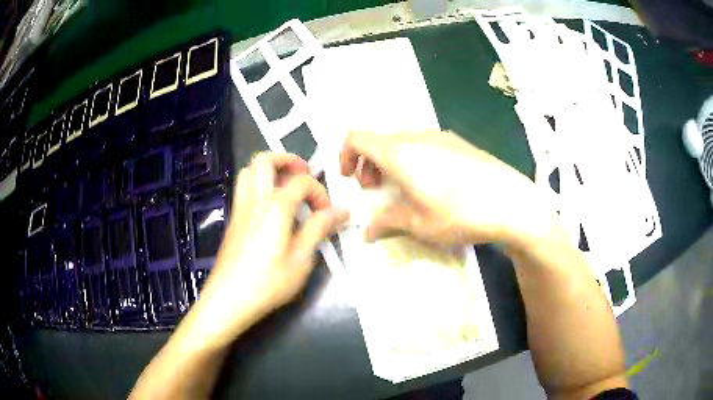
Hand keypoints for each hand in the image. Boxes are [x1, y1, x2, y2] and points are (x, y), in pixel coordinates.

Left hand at [194, 152, 348, 342]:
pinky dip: (259, 184)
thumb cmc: (268, 282)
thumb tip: (341, 211)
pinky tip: (271, 208)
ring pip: (249, 170)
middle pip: (264, 160)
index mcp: (275, 207)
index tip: (329, 213)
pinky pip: (243, 188)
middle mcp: (255, 199)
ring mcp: (240, 208)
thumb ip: (319, 229)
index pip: (302, 182)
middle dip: (287, 160)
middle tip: (304, 174)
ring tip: (287, 186)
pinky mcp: (233, 219)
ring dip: (269, 170)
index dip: (320, 193)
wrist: (229, 298)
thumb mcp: (301, 259)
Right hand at [340, 130, 554, 246]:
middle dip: (367, 162)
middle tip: (374, 188)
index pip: (356, 137)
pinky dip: (412, 158)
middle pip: (379, 139)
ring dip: (390, 160)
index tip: (351, 179)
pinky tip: (431, 182)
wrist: (512, 202)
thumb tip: (366, 231)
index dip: (345, 155)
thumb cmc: (460, 213)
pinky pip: (423, 143)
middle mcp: (417, 136)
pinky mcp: (458, 142)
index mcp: (400, 152)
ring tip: (401, 186)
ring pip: (401, 140)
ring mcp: (440, 136)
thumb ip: (386, 222)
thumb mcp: (419, 223)